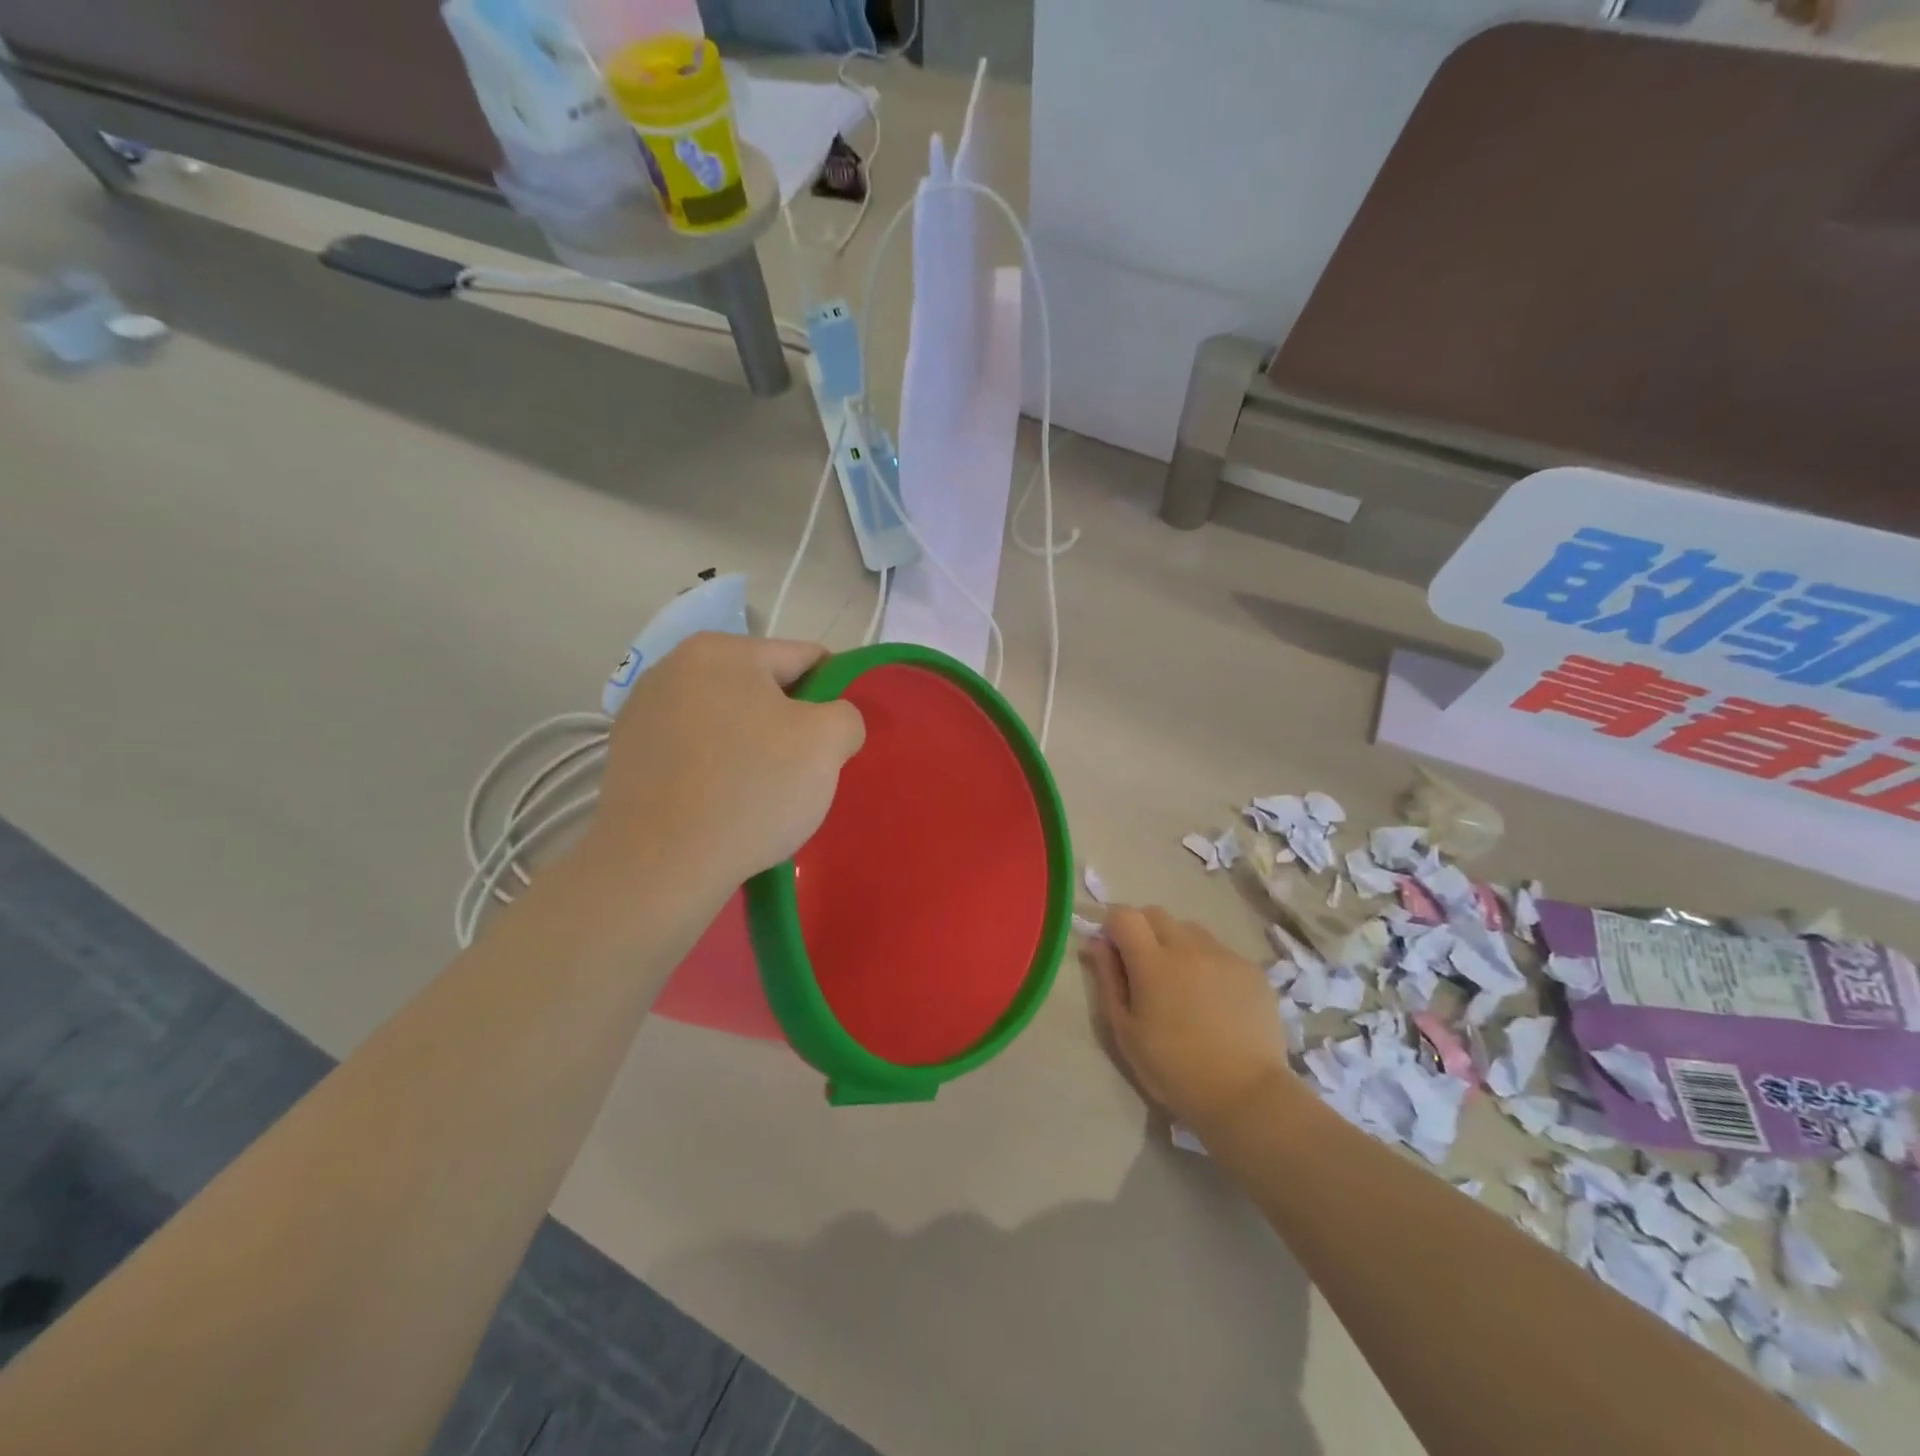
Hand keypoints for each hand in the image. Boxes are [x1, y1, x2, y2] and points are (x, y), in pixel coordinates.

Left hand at [586, 634, 865, 891]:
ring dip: (751, 747)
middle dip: (788, 725)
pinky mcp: (626, 755)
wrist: (659, 866)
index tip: (836, 740)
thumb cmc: (751, 790)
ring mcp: (642, 711)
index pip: (804, 658)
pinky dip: (714, 770)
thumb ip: (846, 715)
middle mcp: (673, 666)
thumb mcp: (828, 742)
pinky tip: (720, 806)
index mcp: (722, 650)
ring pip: (726, 722)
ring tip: (758, 796)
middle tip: (801, 773)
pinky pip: (693, 752)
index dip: (832, 696)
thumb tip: (831, 723)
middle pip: (761, 689)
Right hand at [1087, 907, 1292, 1134]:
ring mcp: (1224, 955)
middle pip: (1156, 914)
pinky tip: (1215, 1001)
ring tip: (1183, 985)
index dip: (1113, 927)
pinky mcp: (1251, 970)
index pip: (1123, 915)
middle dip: (1143, 931)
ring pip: (1190, 930)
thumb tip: (1098, 943)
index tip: (1114, 953)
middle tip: (1145, 970)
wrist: (1245, 1095)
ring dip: (1177, 945)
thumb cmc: (1173, 1069)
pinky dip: (1209, 965)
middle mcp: (1188, 947)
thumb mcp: (1125, 1031)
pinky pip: (1220, 952)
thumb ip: (1108, 979)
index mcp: (1152, 962)